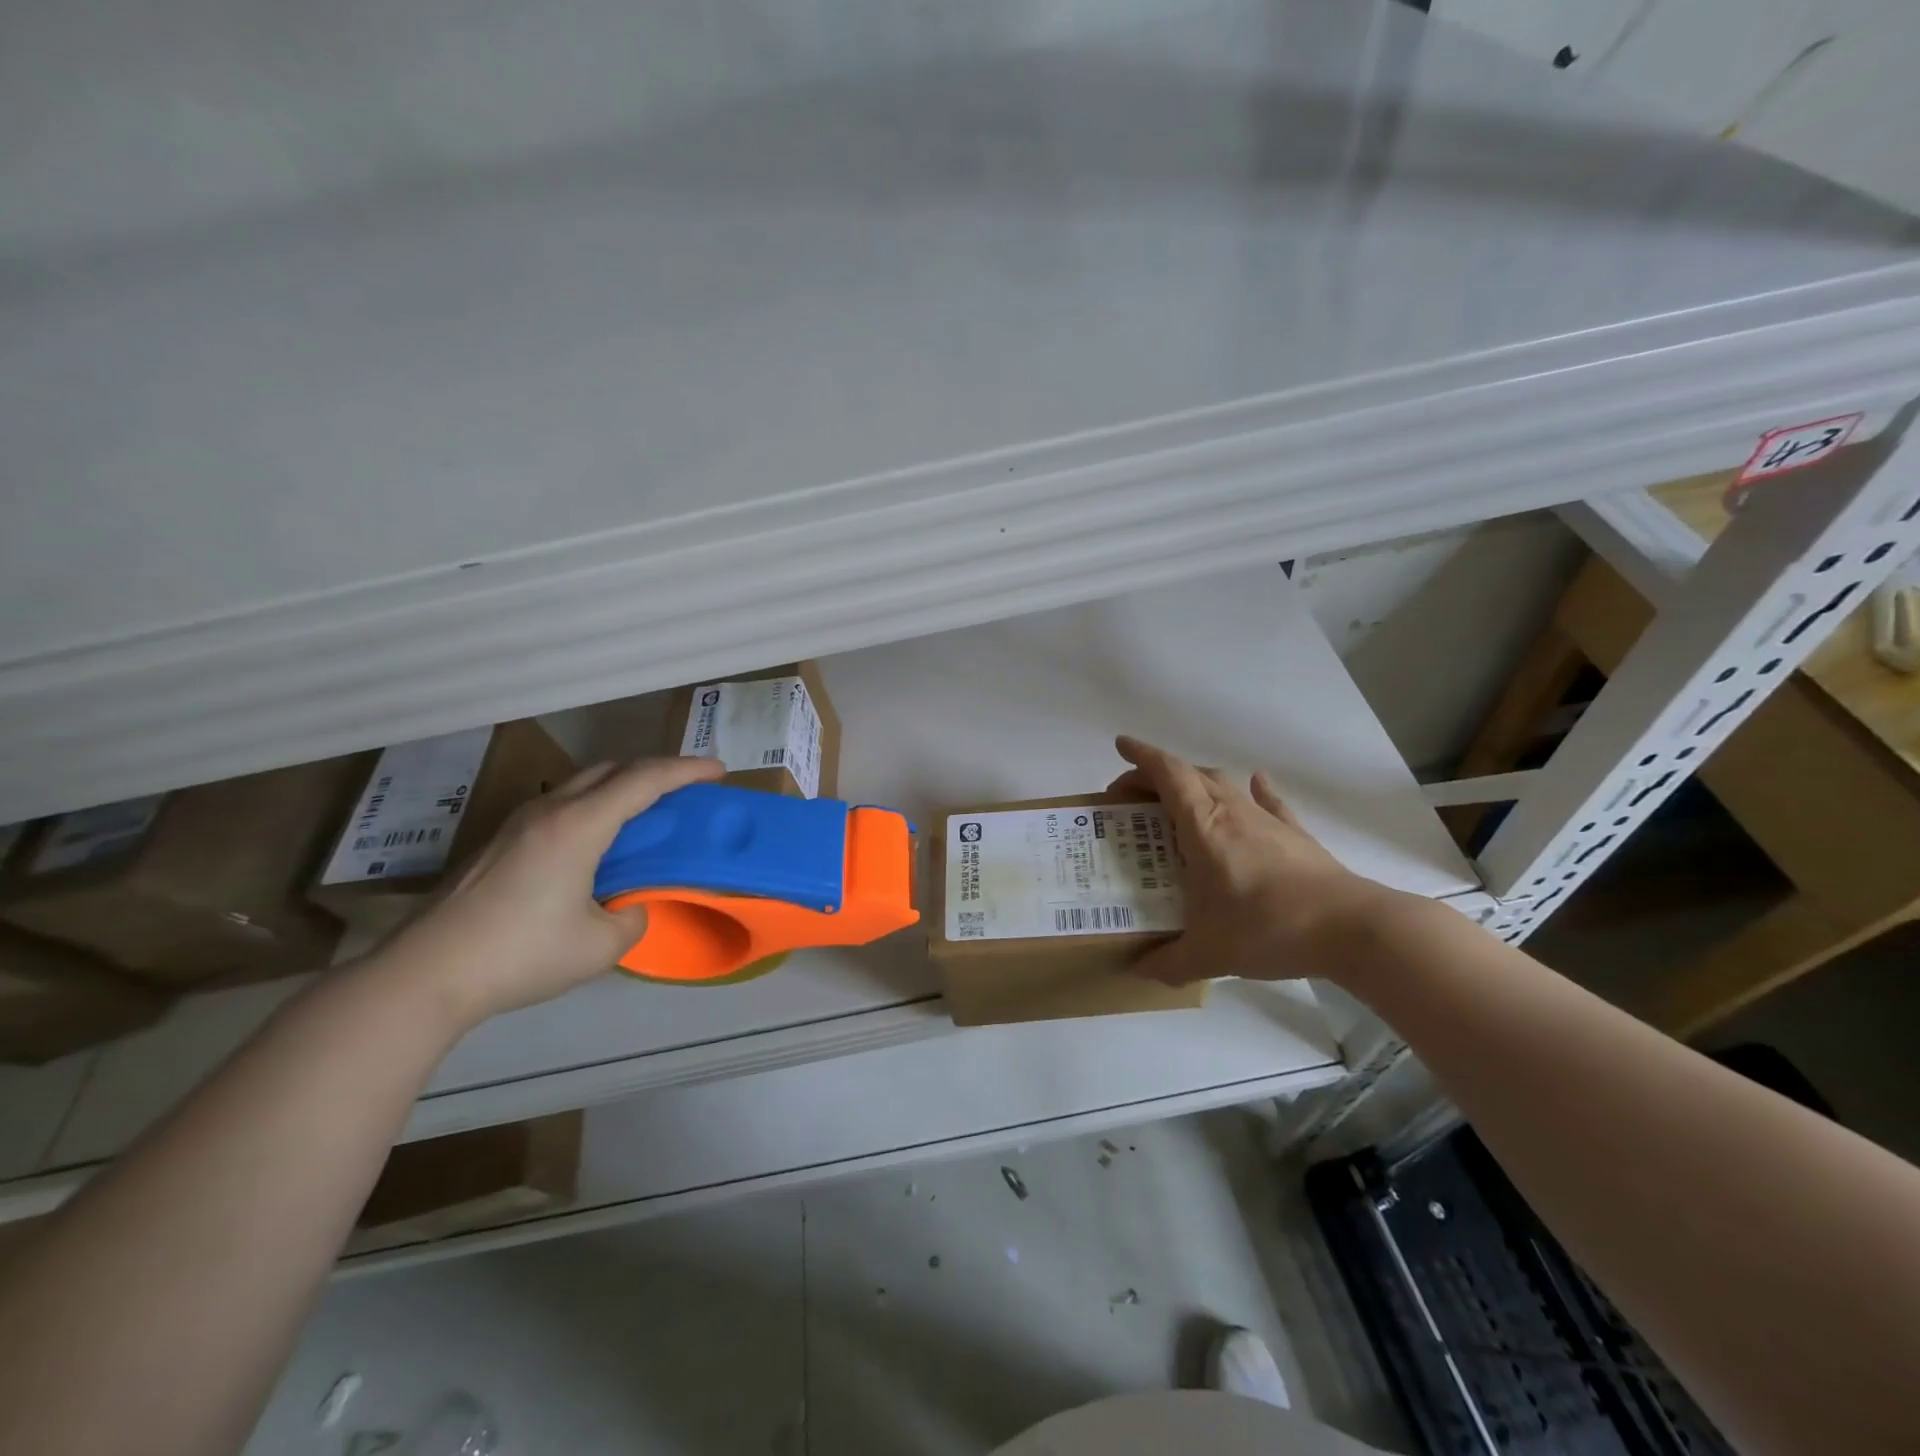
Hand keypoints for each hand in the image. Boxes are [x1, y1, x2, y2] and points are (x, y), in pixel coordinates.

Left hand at [376, 756, 725, 1027]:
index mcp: (578, 826)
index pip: (644, 780)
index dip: (686, 770)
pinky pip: (563, 804)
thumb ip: (632, 918)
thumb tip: (630, 907)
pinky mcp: (500, 842)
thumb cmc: (521, 955)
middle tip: (687, 787)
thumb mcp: (600, 946)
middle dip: (656, 769)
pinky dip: (596, 805)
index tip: (719, 771)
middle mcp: (549, 810)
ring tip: (648, 810)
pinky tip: (599, 839)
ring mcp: (518, 823)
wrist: (424, 975)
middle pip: (612, 769)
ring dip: (622, 785)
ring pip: (583, 783)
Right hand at [1108, 735, 1395, 984]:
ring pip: (1224, 784)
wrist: (1350, 929)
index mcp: (1203, 827)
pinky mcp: (1295, 835)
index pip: (1167, 774)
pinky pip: (1269, 802)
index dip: (1141, 756)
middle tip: (1133, 797)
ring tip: (1177, 802)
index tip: (1120, 746)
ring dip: (1196, 783)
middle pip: (1190, 774)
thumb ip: (1168, 962)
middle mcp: (1232, 812)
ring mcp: (1267, 820)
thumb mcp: (1208, 954)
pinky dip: (1255, 791)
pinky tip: (1255, 783)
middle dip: (1157, 776)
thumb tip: (1137, 970)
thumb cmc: (1267, 928)